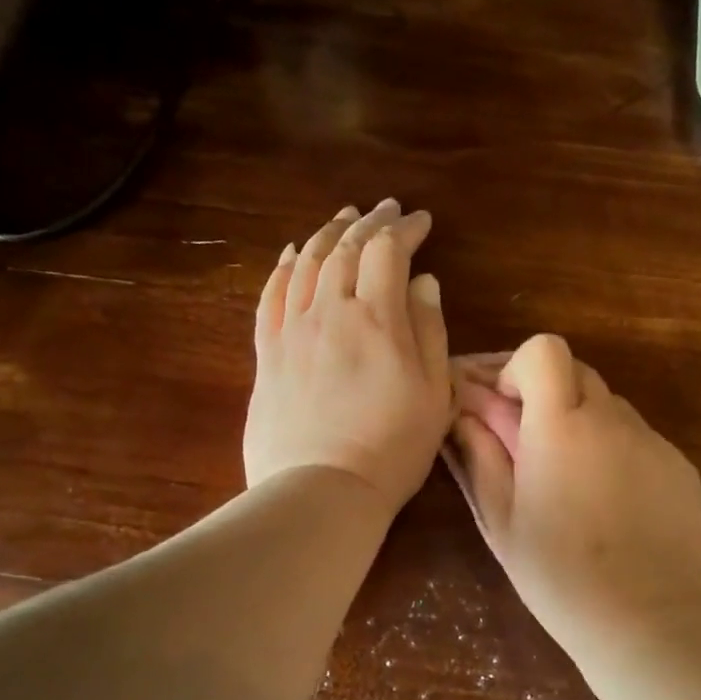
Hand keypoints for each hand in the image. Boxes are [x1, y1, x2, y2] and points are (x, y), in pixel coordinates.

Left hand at [244, 201, 451, 518]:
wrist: (321, 491)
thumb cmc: (392, 448)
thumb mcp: (433, 393)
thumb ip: (429, 330)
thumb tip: (423, 282)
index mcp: (376, 318)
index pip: (387, 251)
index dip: (405, 230)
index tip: (421, 221)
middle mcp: (329, 311)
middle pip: (344, 248)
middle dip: (369, 221)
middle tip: (386, 208)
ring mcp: (291, 330)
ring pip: (305, 263)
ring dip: (327, 233)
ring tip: (343, 217)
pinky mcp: (266, 353)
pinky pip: (271, 295)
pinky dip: (283, 266)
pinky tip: (291, 253)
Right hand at [445, 335, 700, 650]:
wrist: (643, 619)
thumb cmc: (557, 574)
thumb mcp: (502, 519)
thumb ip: (481, 455)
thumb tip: (464, 415)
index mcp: (561, 426)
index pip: (544, 350)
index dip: (519, 367)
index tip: (508, 406)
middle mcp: (612, 419)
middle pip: (578, 371)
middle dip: (548, 394)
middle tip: (532, 443)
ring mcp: (652, 441)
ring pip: (610, 405)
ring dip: (584, 423)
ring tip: (574, 480)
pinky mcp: (680, 465)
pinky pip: (640, 438)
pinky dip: (617, 451)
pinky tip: (612, 502)